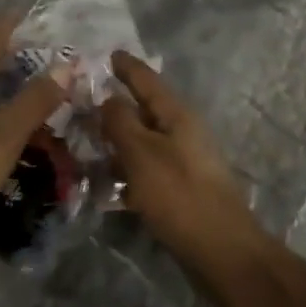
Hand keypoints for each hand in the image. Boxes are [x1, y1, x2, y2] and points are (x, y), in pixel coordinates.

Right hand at [102, 52, 264, 269]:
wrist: (222, 252)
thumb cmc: (179, 195)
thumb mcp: (141, 153)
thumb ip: (120, 121)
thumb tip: (107, 98)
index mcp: (176, 114)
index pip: (146, 79)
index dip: (126, 66)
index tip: (107, 53)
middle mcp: (182, 131)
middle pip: (143, 109)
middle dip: (115, 105)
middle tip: (83, 103)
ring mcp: (183, 161)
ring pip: (143, 141)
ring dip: (117, 142)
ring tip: (86, 145)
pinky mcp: (181, 189)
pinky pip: (147, 170)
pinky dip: (127, 171)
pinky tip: (105, 186)